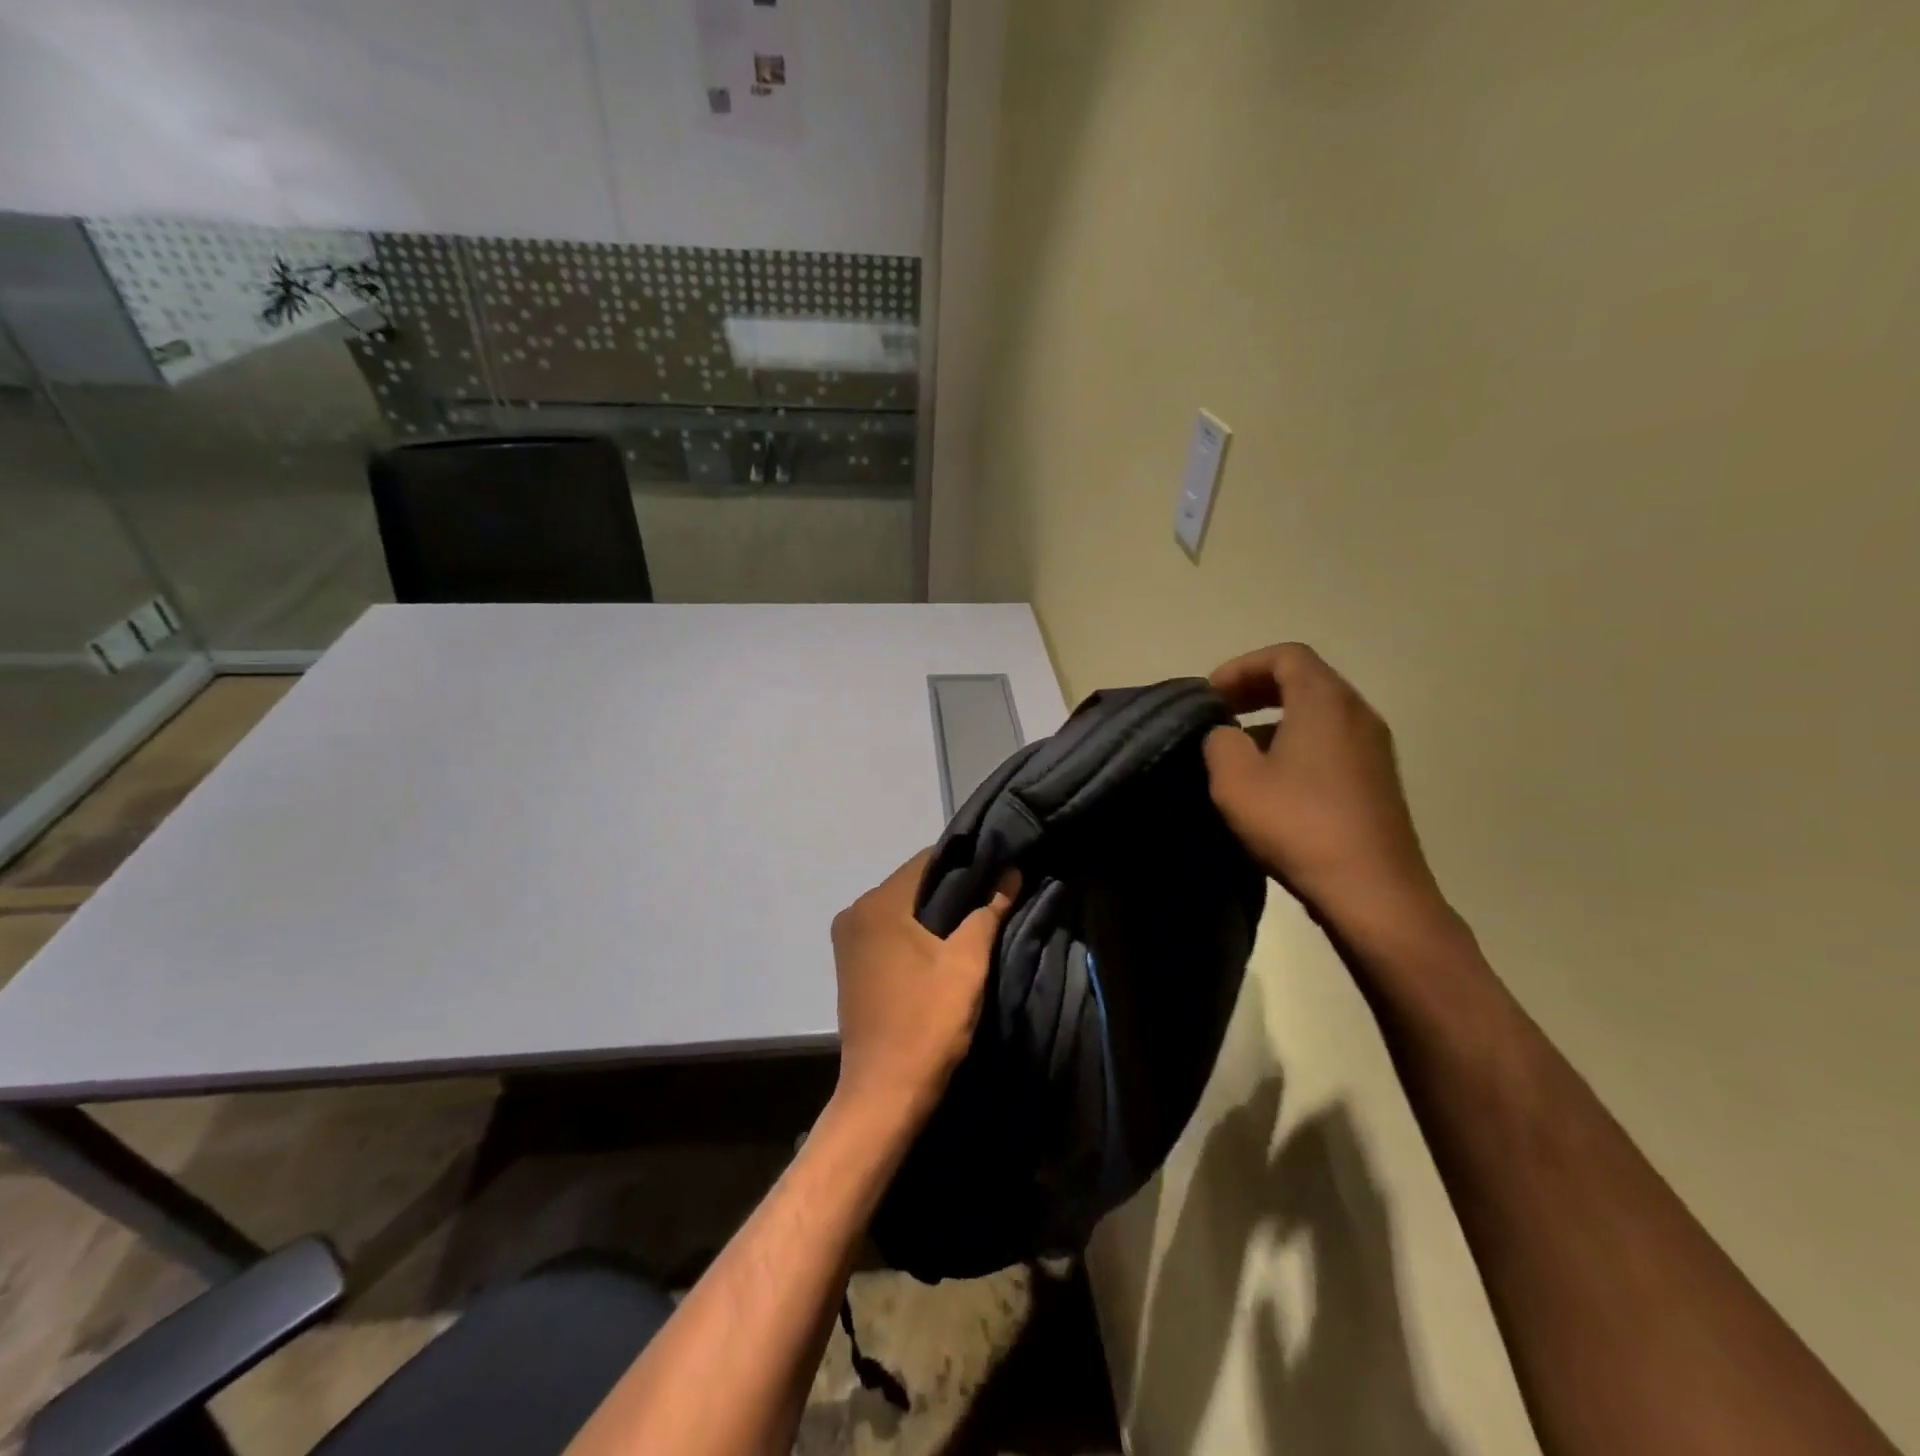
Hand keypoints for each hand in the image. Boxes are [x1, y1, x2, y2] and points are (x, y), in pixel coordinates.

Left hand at [829, 851, 1019, 1121]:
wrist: (885, 1093)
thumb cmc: (927, 1022)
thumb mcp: (967, 963)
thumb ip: (987, 911)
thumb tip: (1009, 872)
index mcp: (877, 905)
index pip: (927, 861)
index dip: (966, 862)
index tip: (998, 868)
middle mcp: (854, 913)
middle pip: (913, 884)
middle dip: (953, 888)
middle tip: (994, 894)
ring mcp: (849, 940)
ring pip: (902, 909)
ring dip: (936, 912)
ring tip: (977, 918)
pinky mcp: (852, 965)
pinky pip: (890, 932)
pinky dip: (916, 932)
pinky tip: (945, 945)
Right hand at [1203, 643, 1450, 949]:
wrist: (1373, 891)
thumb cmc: (1299, 825)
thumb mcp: (1236, 780)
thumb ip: (1220, 741)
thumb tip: (1227, 735)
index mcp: (1325, 702)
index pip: (1286, 656)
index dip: (1242, 666)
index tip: (1211, 695)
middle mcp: (1358, 713)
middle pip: (1306, 680)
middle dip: (1257, 689)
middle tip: (1221, 713)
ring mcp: (1375, 748)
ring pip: (1319, 714)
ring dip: (1276, 719)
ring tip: (1240, 749)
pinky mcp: (1378, 781)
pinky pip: (1332, 743)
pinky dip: (1298, 744)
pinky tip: (1273, 782)